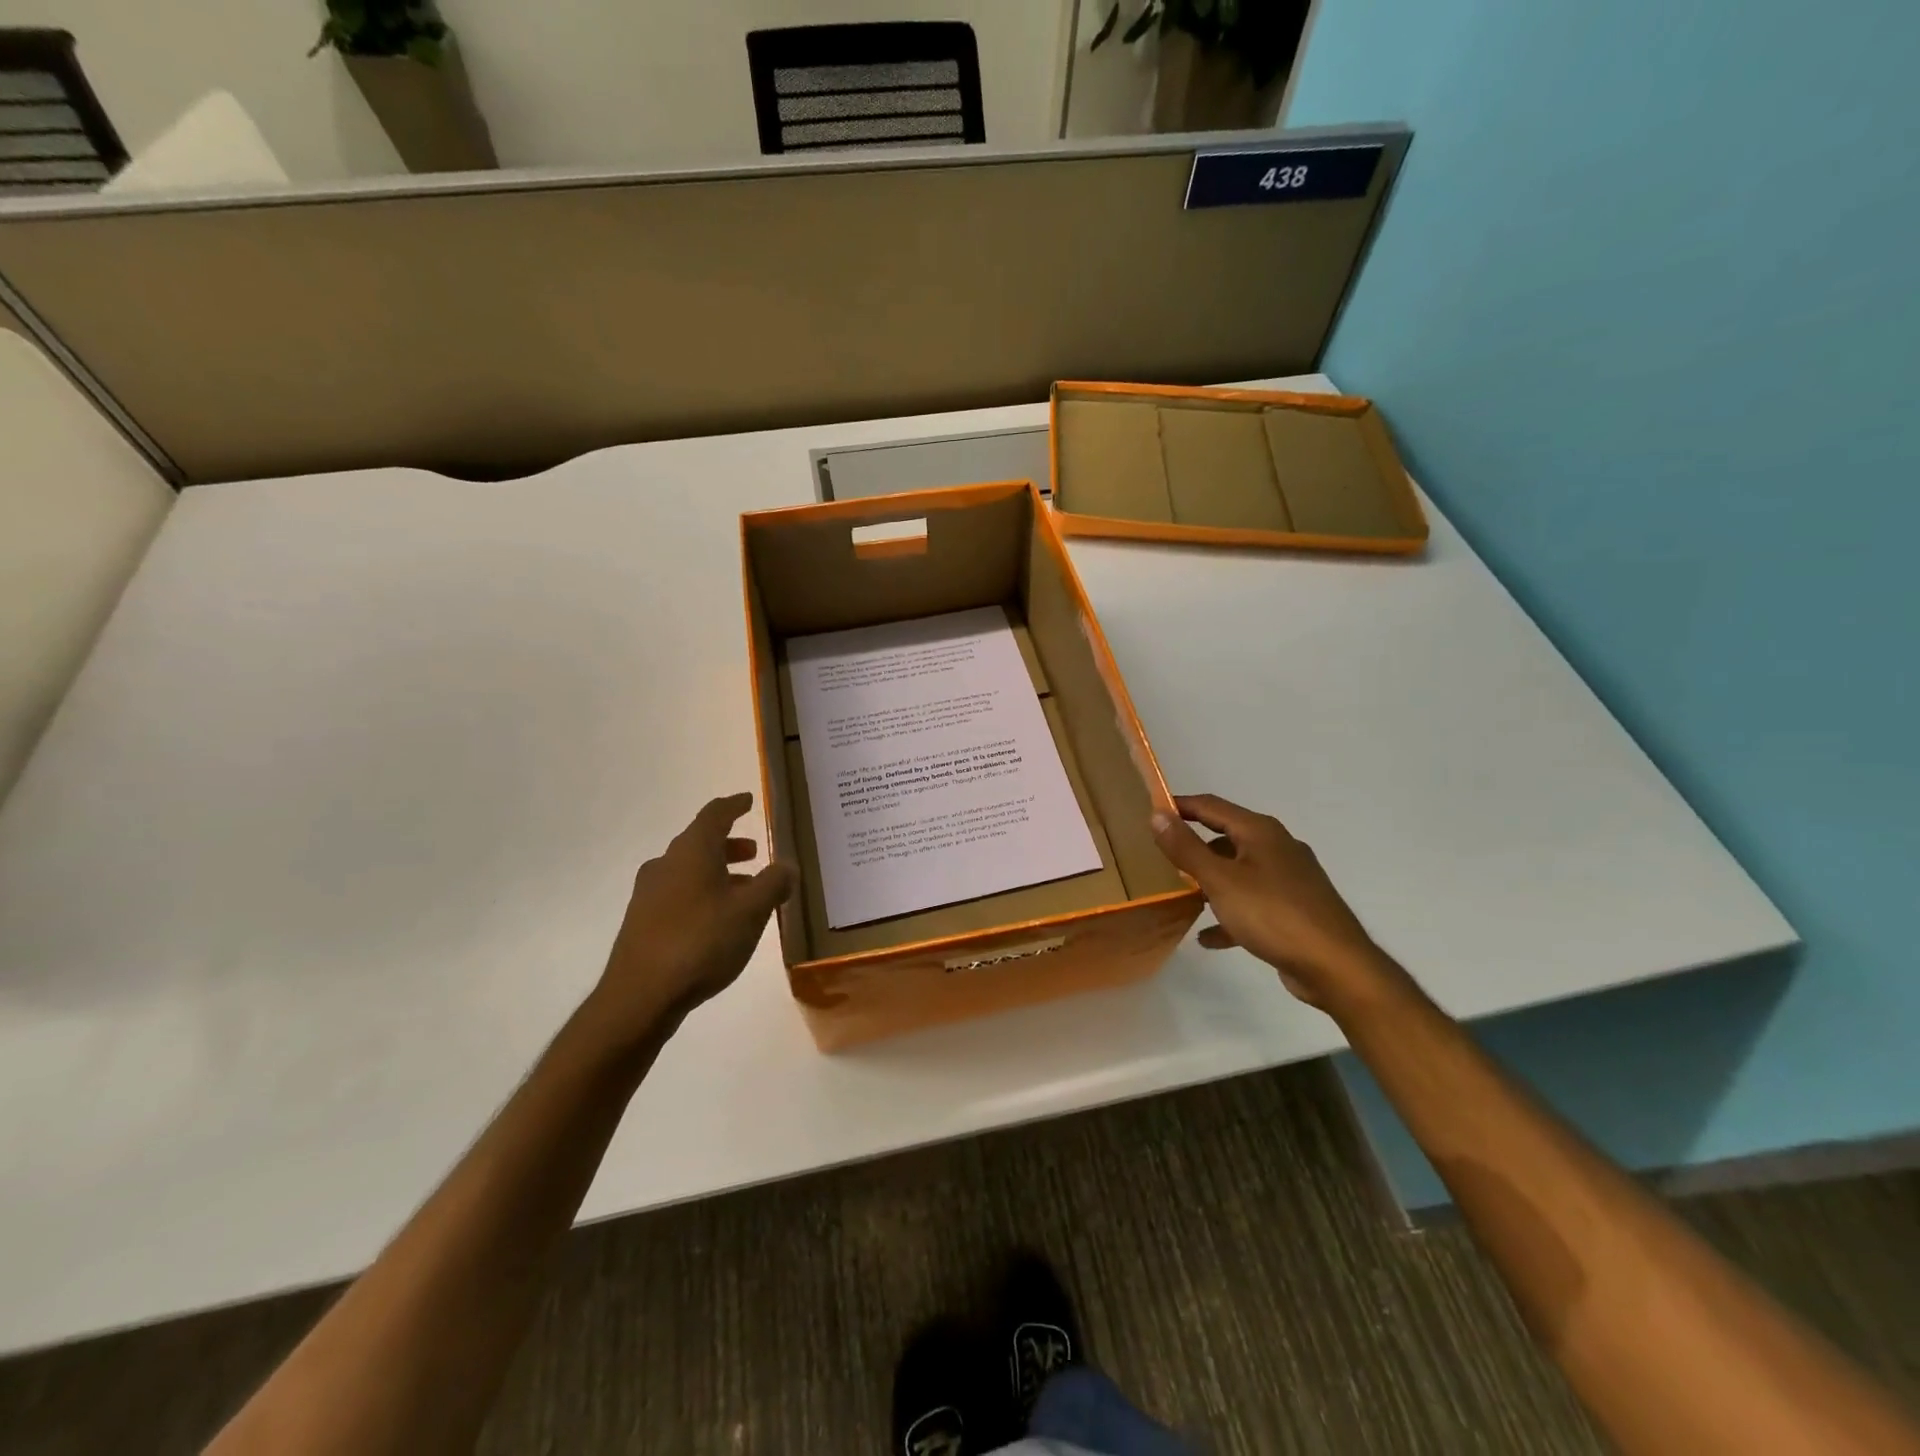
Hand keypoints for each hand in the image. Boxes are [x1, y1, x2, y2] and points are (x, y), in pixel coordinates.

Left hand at [590, 792, 794, 1045]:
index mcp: (692, 851)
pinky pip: (679, 894)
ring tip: (745, 890)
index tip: (748, 800)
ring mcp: (649, 894)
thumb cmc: (701, 942)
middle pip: (700, 843)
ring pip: (689, 871)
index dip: (733, 805)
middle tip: (754, 852)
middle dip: (729, 845)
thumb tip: (787, 865)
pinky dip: (703, 894)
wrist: (640, 996)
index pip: (714, 815)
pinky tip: (719, 919)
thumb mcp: (751, 912)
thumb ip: (773, 884)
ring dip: (718, 873)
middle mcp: (666, 864)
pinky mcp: (642, 922)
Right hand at [1153, 794, 1399, 1012]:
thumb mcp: (1220, 879)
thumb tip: (1157, 815)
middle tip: (1160, 856)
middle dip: (1193, 846)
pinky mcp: (1293, 910)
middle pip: (1226, 837)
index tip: (1150, 813)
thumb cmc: (1273, 914)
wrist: (1336, 966)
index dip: (1180, 806)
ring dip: (1210, 881)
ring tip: (1181, 895)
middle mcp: (1277, 847)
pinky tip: (1208, 936)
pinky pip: (1252, 904)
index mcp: (1260, 832)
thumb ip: (1186, 847)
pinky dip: (1229, 914)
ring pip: (1238, 871)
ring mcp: (1288, 879)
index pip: (1211, 806)